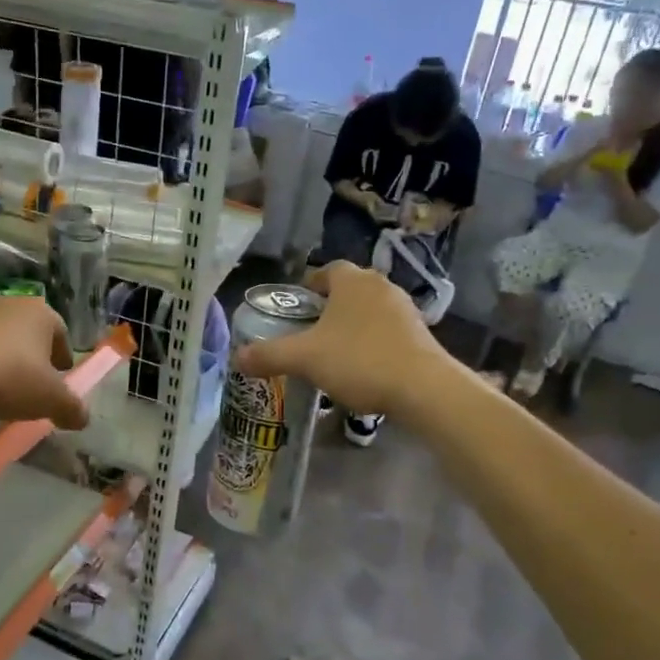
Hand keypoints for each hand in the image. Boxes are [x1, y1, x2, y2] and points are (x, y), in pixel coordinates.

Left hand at [0, 297, 89, 429]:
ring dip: (2, 356)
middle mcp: (10, 304)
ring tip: (0, 384)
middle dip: (33, 353)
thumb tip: (83, 418)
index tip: (61, 374)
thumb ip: (71, 409)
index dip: (63, 355)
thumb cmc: (10, 376)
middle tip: (33, 380)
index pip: (60, 332)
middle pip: (28, 330)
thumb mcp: (50, 400)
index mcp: (42, 314)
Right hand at [234, 262, 440, 419]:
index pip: (327, 271)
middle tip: (311, 333)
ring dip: (353, 326)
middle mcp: (380, 286)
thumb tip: (237, 357)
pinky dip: (373, 343)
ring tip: (335, 353)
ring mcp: (405, 309)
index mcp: (352, 281)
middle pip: (349, 290)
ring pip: (370, 311)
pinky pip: (388, 331)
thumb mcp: (305, 359)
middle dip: (330, 308)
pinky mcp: (421, 334)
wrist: (422, 387)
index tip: (298, 308)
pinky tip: (364, 368)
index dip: (310, 287)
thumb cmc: (359, 361)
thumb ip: (269, 355)